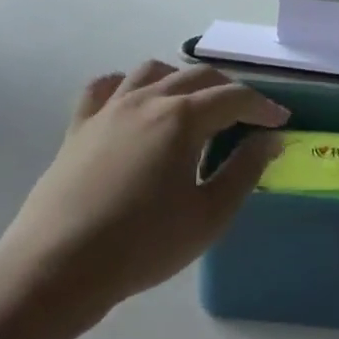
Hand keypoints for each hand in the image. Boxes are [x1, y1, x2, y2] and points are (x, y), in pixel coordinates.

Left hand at [0, 61, 287, 326]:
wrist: (59, 266)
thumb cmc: (143, 245)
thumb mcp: (208, 216)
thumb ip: (244, 170)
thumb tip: (270, 139)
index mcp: (182, 118)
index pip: (233, 97)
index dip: (262, 106)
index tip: (280, 121)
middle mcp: (147, 99)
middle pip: (196, 77)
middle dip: (228, 90)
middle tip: (246, 116)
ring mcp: (109, 108)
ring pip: (152, 72)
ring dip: (180, 80)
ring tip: (192, 104)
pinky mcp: (79, 124)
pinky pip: (106, 87)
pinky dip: (127, 85)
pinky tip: (134, 102)